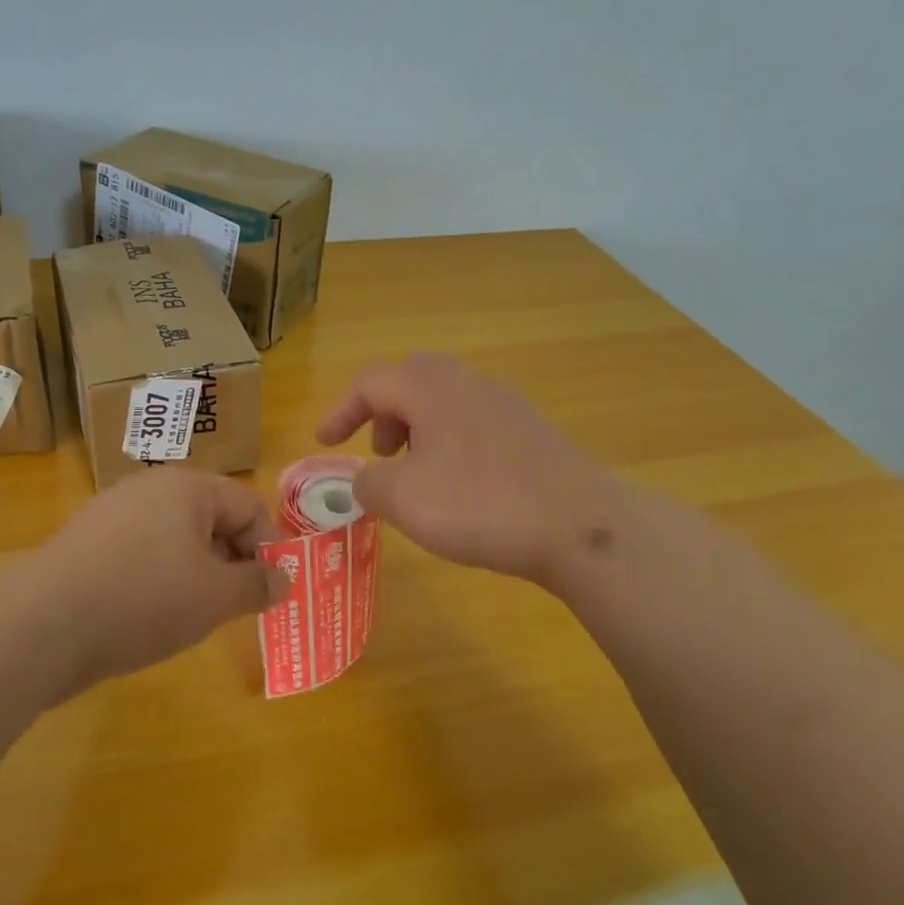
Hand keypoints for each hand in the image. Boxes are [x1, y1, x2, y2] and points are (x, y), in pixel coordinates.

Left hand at [35, 469, 289, 692]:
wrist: (43, 626)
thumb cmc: (144, 600)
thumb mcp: (215, 598)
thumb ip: (257, 585)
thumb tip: (283, 578)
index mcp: (187, 488)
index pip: (249, 505)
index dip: (269, 546)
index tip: (272, 590)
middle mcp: (149, 488)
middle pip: (212, 518)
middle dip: (232, 560)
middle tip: (238, 605)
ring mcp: (113, 513)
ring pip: (176, 538)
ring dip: (198, 572)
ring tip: (196, 614)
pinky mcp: (87, 542)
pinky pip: (142, 552)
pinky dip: (159, 578)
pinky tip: (151, 614)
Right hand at [317, 353, 620, 589]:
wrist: (578, 523)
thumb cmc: (479, 503)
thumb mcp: (403, 498)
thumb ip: (367, 483)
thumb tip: (364, 480)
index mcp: (429, 387)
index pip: (370, 382)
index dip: (340, 411)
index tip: (325, 443)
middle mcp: (467, 383)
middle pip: (410, 381)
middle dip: (383, 414)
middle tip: (378, 452)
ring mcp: (504, 405)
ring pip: (444, 402)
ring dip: (417, 430)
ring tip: (414, 475)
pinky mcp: (530, 433)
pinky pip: (473, 424)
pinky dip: (449, 444)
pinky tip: (458, 488)